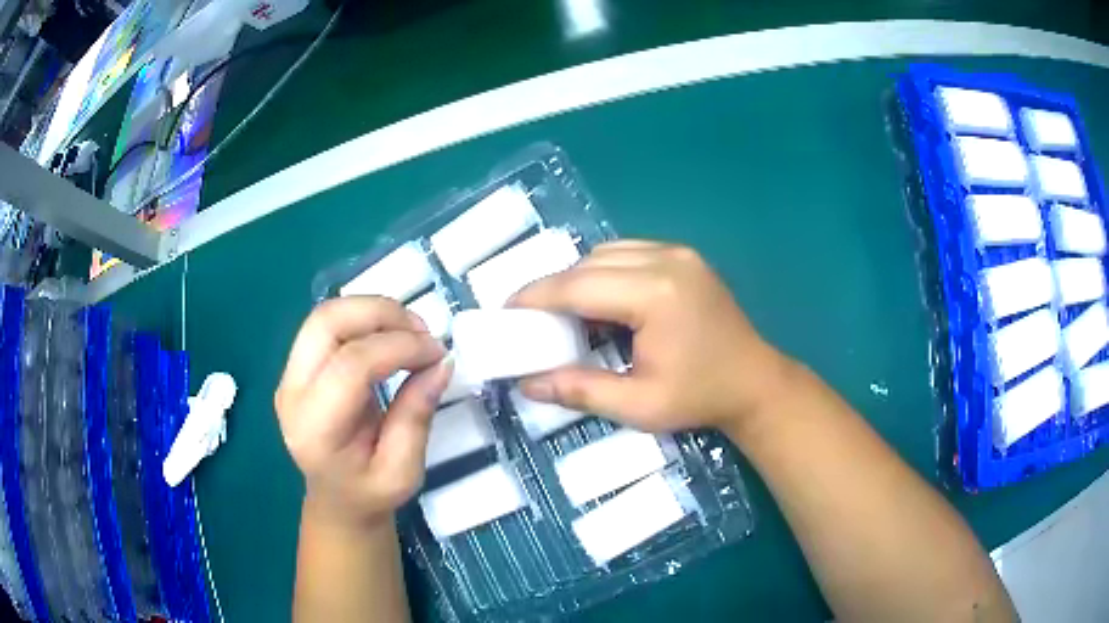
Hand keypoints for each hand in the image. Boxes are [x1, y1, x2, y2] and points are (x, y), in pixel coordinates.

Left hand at [275, 297, 451, 525]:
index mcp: (315, 429)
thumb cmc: (370, 493)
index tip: (438, 352)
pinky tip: (390, 333)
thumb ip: (417, 417)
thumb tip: (441, 363)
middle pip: (326, 323)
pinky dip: (363, 318)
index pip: (350, 365)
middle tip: (422, 330)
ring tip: (410, 329)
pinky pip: (327, 324)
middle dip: (380, 313)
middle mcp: (292, 393)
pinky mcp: (297, 365)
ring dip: (372, 310)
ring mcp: (289, 375)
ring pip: (325, 314)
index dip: (399, 348)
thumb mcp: (403, 471)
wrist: (337, 499)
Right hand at [511, 241, 794, 432]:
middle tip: (530, 317)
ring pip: (607, 252)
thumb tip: (527, 383)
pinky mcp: (684, 256)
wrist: (755, 383)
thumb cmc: (699, 398)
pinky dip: (604, 271)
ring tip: (563, 311)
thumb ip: (580, 390)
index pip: (579, 286)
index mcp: (656, 294)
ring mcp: (678, 253)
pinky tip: (601, 300)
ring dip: (579, 277)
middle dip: (554, 287)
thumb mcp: (638, 405)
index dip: (536, 296)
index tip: (506, 311)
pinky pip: (629, 252)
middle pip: (590, 263)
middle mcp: (666, 260)